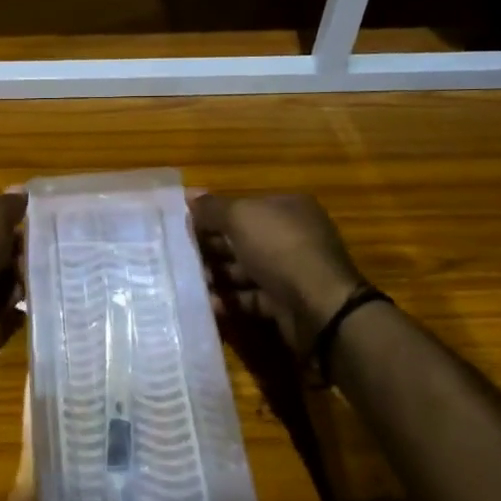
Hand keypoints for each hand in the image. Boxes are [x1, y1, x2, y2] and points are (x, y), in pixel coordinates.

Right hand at [191, 193, 369, 352]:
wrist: (320, 307)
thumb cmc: (279, 249)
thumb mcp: (241, 218)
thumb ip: (213, 208)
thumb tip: (189, 193)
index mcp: (287, 208)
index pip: (244, 207)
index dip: (214, 215)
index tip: (184, 226)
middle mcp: (292, 236)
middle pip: (243, 239)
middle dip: (212, 247)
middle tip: (180, 256)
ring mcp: (291, 271)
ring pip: (245, 270)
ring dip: (218, 275)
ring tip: (188, 282)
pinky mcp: (286, 303)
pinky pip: (251, 298)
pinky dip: (230, 300)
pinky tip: (208, 303)